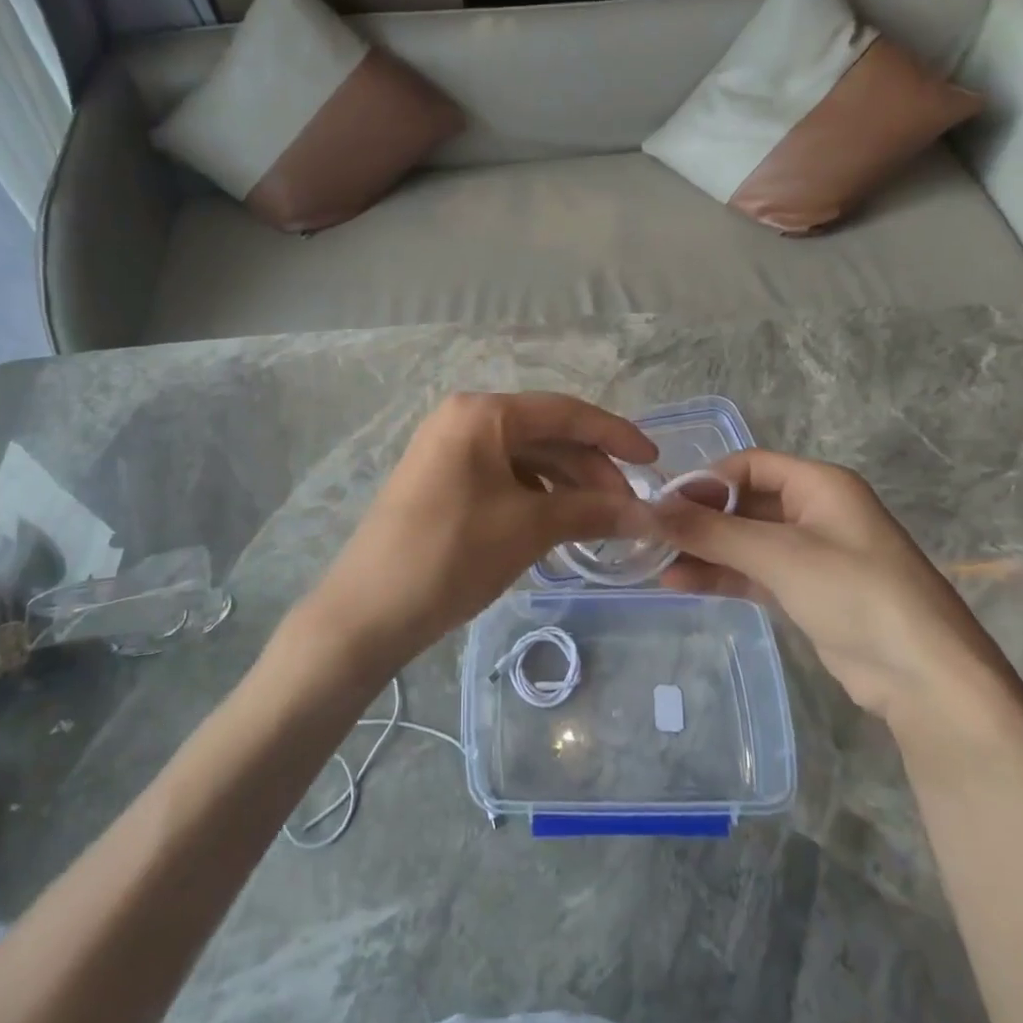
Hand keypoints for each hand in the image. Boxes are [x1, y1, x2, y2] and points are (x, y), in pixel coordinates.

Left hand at [302, 392, 657, 670]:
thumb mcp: (529, 529)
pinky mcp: (441, 478)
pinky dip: (535, 496)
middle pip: (545, 433)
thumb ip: (592, 511)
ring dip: (565, 485)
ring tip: (597, 523)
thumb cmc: (453, 555)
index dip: (615, 435)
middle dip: (590, 468)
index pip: (565, 412)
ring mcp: (448, 448)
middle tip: (626, 509)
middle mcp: (463, 418)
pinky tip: (556, 525)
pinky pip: (502, 476)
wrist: (368, 610)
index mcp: (483, 413)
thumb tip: (646, 514)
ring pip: (524, 457)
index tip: (654, 461)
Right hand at [654, 451, 1022, 731]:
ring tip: (655, 564)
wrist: (925, 679)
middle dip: (699, 518)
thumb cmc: (855, 594)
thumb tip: (651, 510)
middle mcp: (814, 511)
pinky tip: (680, 584)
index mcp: (820, 484)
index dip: (705, 480)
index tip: (663, 504)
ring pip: (744, 540)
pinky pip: (753, 571)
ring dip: (703, 550)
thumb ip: (712, 531)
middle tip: (651, 536)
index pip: (748, 465)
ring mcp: (810, 553)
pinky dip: (720, 575)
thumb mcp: (779, 555)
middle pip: (743, 502)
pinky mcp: (805, 591)